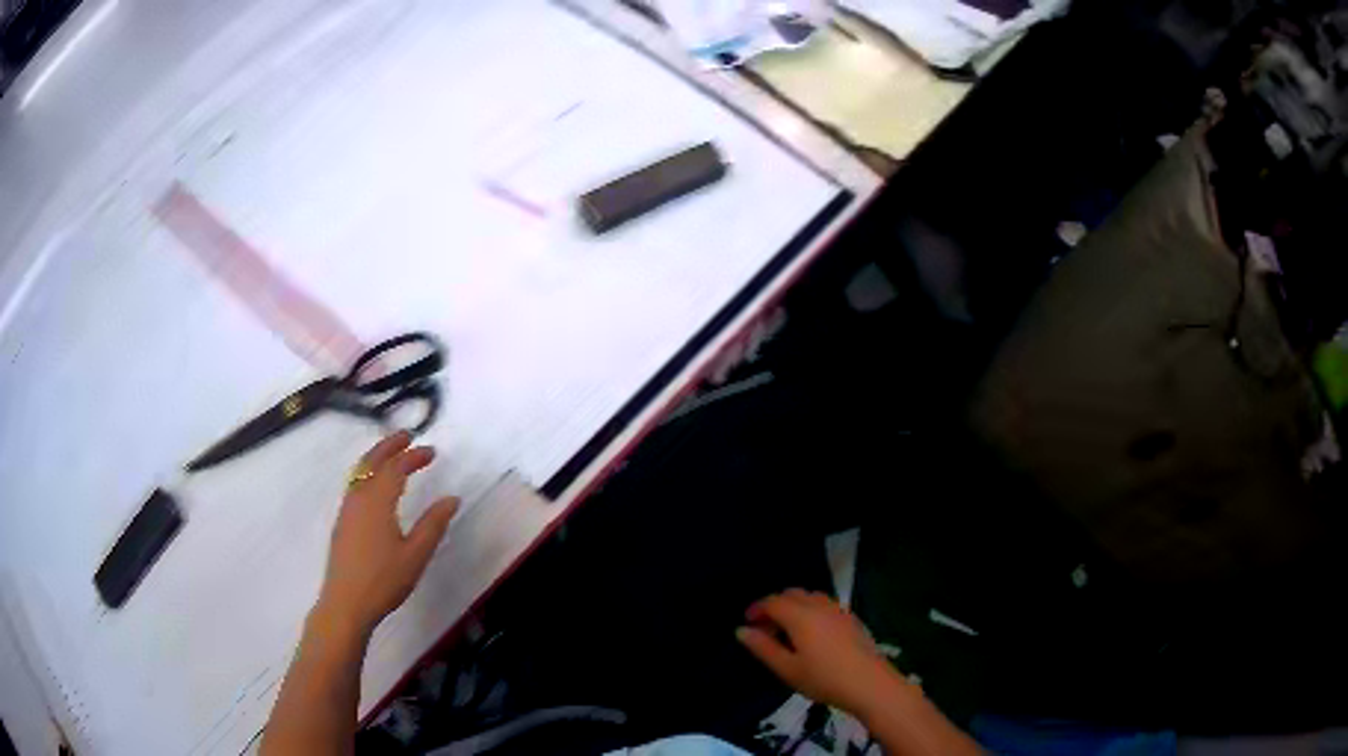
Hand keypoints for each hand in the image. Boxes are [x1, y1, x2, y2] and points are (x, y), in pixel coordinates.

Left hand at [315, 431, 458, 636]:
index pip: (396, 468)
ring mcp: (347, 510)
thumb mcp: (416, 555)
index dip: (414, 456)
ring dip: (376, 458)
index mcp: (377, 501)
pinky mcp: (342, 522)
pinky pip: (355, 484)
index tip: (432, 451)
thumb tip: (451, 499)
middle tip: (407, 436)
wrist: (346, 603)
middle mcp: (358, 498)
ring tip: (392, 455)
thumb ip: (433, 525)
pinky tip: (375, 486)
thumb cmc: (383, 580)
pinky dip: (367, 473)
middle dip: (389, 446)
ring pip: (359, 472)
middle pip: (371, 462)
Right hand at [737, 589, 904, 716]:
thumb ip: (763, 648)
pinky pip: (824, 605)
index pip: (773, 601)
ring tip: (787, 633)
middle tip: (765, 630)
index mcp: (800, 616)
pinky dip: (810, 611)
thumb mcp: (787, 668)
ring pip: (810, 597)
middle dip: (775, 606)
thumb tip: (741, 630)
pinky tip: (811, 635)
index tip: (747, 623)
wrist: (870, 683)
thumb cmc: (824, 679)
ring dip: (794, 607)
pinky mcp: (852, 618)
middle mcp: (819, 605)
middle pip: (792, 594)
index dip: (757, 609)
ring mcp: (839, 610)